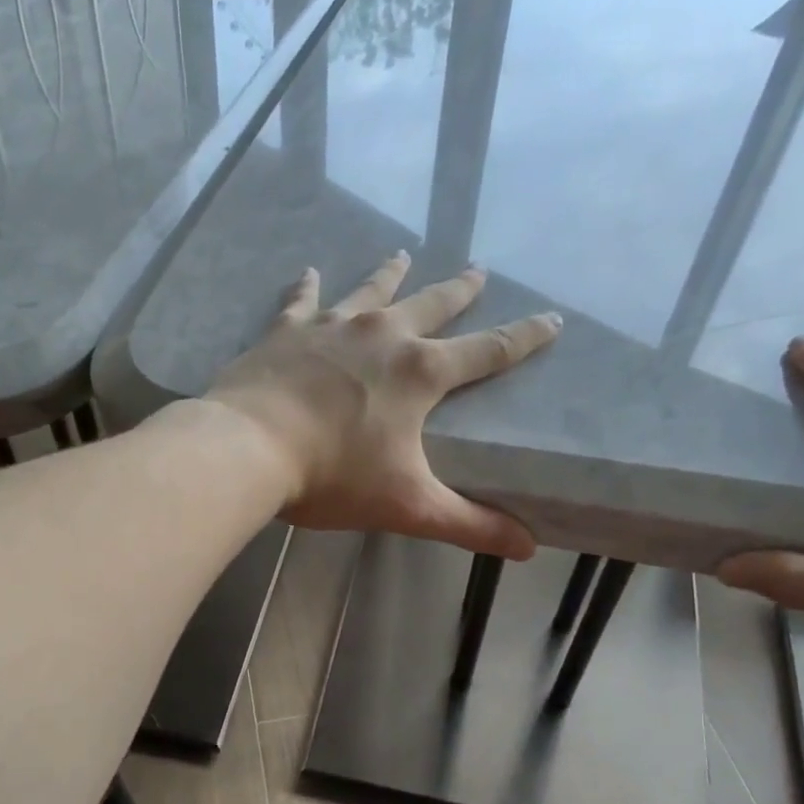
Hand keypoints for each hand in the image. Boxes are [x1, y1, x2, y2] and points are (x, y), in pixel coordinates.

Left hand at [202, 252, 560, 559]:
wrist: (250, 448)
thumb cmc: (333, 477)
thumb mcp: (408, 506)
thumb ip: (468, 524)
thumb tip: (527, 549)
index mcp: (419, 374)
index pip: (488, 351)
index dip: (524, 338)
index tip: (552, 319)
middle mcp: (382, 337)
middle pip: (432, 305)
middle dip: (460, 290)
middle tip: (479, 270)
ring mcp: (331, 327)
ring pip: (371, 291)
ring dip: (391, 275)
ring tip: (403, 254)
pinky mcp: (286, 332)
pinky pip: (302, 300)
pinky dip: (307, 286)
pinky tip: (311, 271)